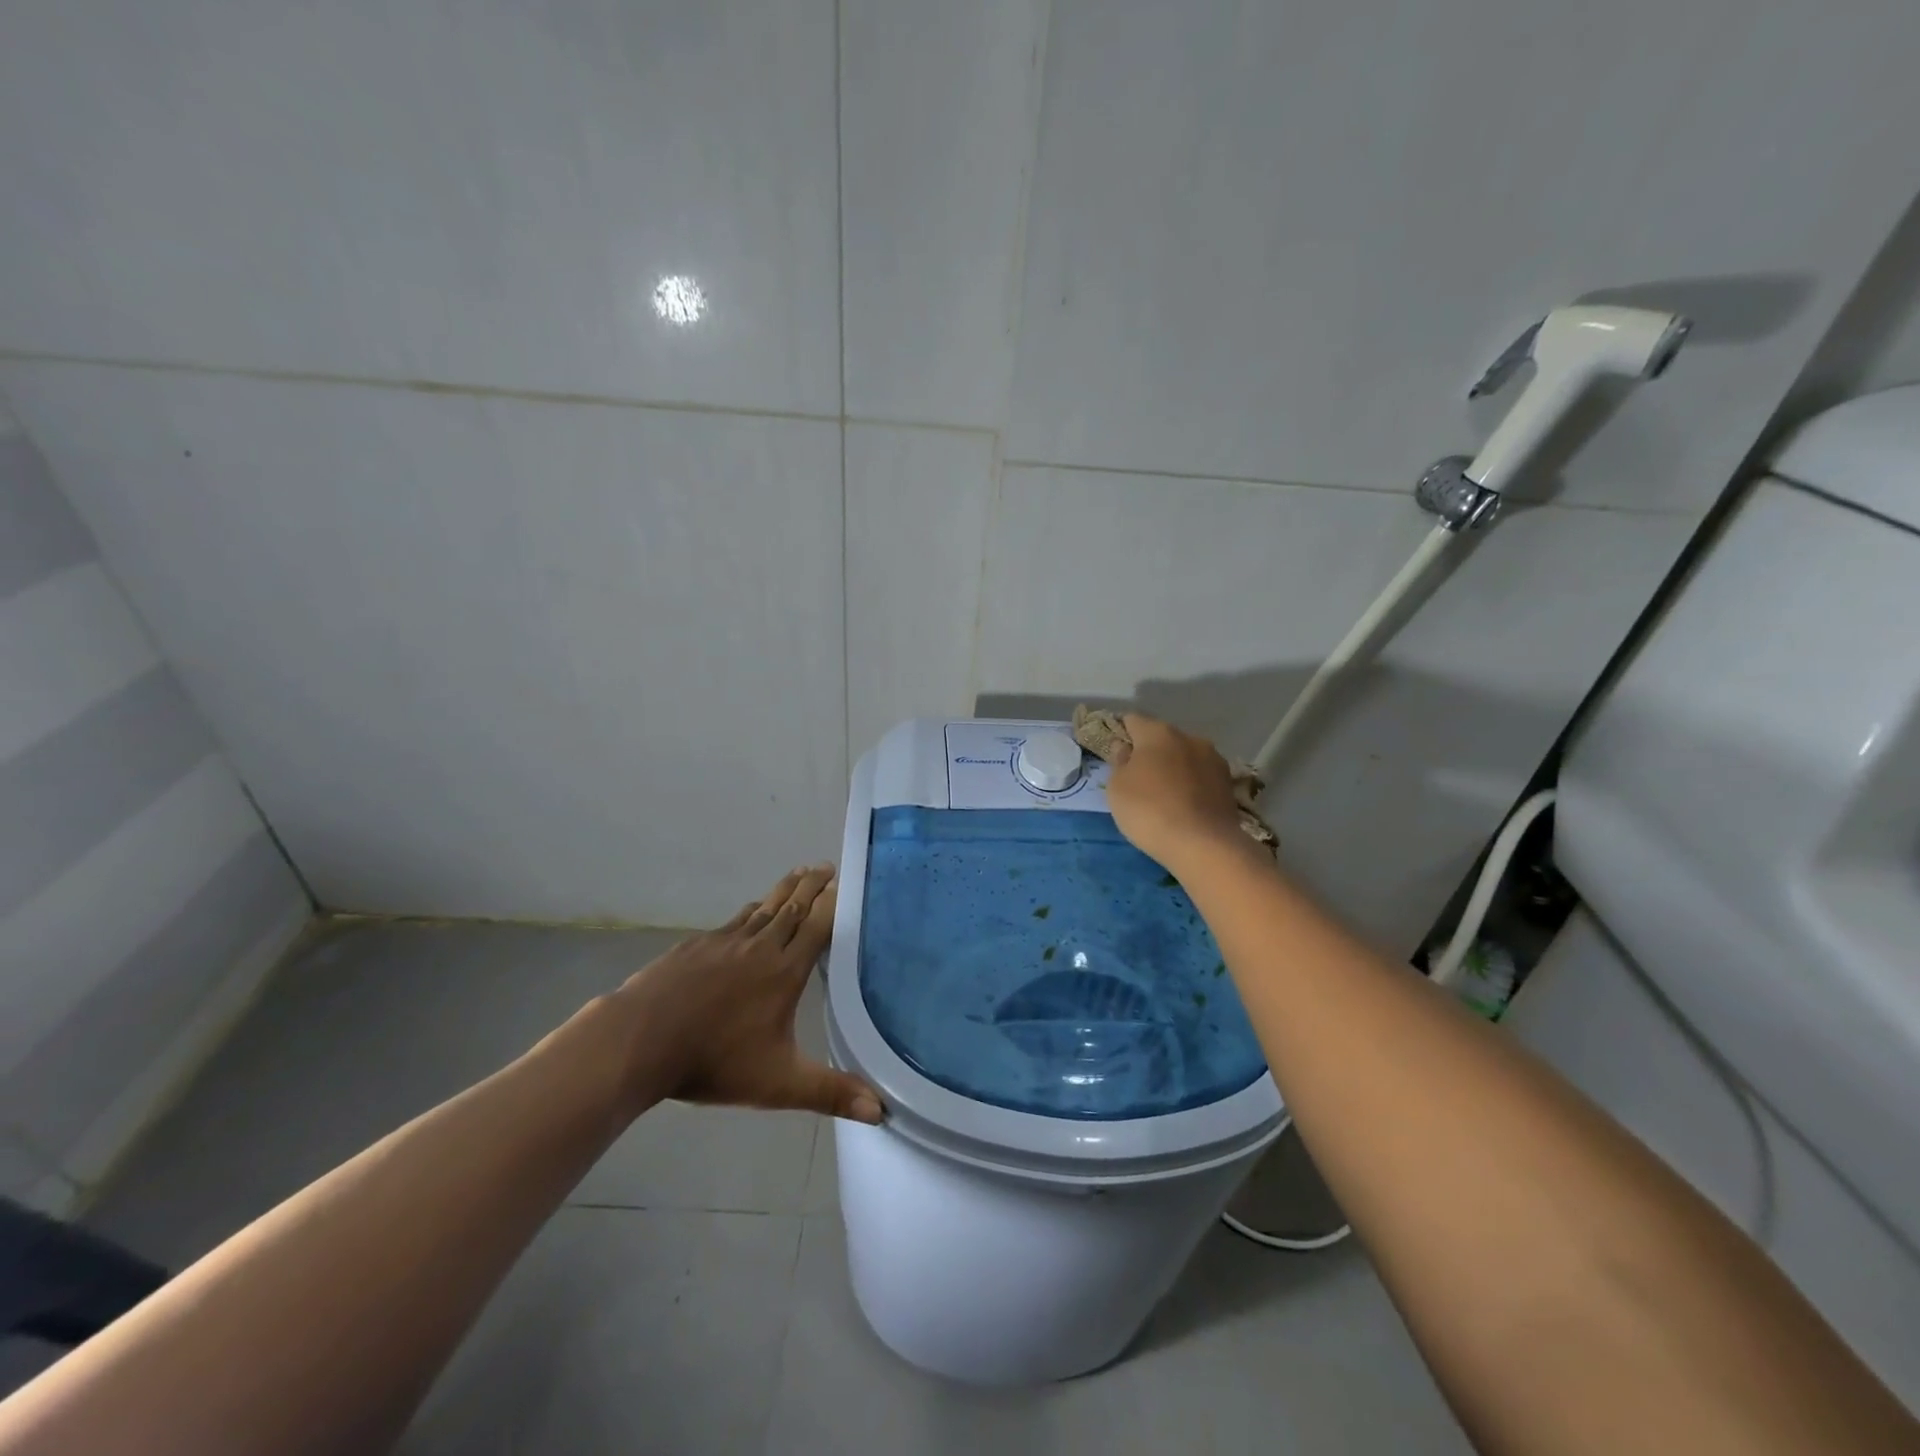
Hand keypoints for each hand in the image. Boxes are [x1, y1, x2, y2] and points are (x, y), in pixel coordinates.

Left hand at [609, 865, 883, 1123]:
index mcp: (784, 971)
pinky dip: (751, 911)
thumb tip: (881, 1111)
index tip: (845, 882)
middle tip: (825, 866)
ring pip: (763, 908)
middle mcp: (760, 947)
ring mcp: (725, 942)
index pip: (817, 926)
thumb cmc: (714, 1061)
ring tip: (798, 875)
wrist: (640, 1040)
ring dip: (784, 891)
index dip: (833, 903)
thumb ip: (830, 1092)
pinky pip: (734, 920)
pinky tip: (750, 912)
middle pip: (792, 908)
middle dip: (811, 886)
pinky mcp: (696, 945)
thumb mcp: (778, 1084)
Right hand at [1105, 714, 1248, 870]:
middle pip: (1162, 738)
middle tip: (1138, 778)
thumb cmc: (1149, 810)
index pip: (1133, 720)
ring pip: (1185, 757)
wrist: (1203, 844)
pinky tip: (1184, 805)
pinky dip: (1191, 785)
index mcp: (1158, 732)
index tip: (1116, 753)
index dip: (1122, 733)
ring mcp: (1213, 759)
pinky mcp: (1228, 783)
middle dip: (1150, 753)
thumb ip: (1119, 762)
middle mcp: (1189, 738)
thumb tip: (1125, 747)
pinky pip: (1201, 777)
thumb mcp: (1117, 788)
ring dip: (1174, 768)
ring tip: (1164, 795)